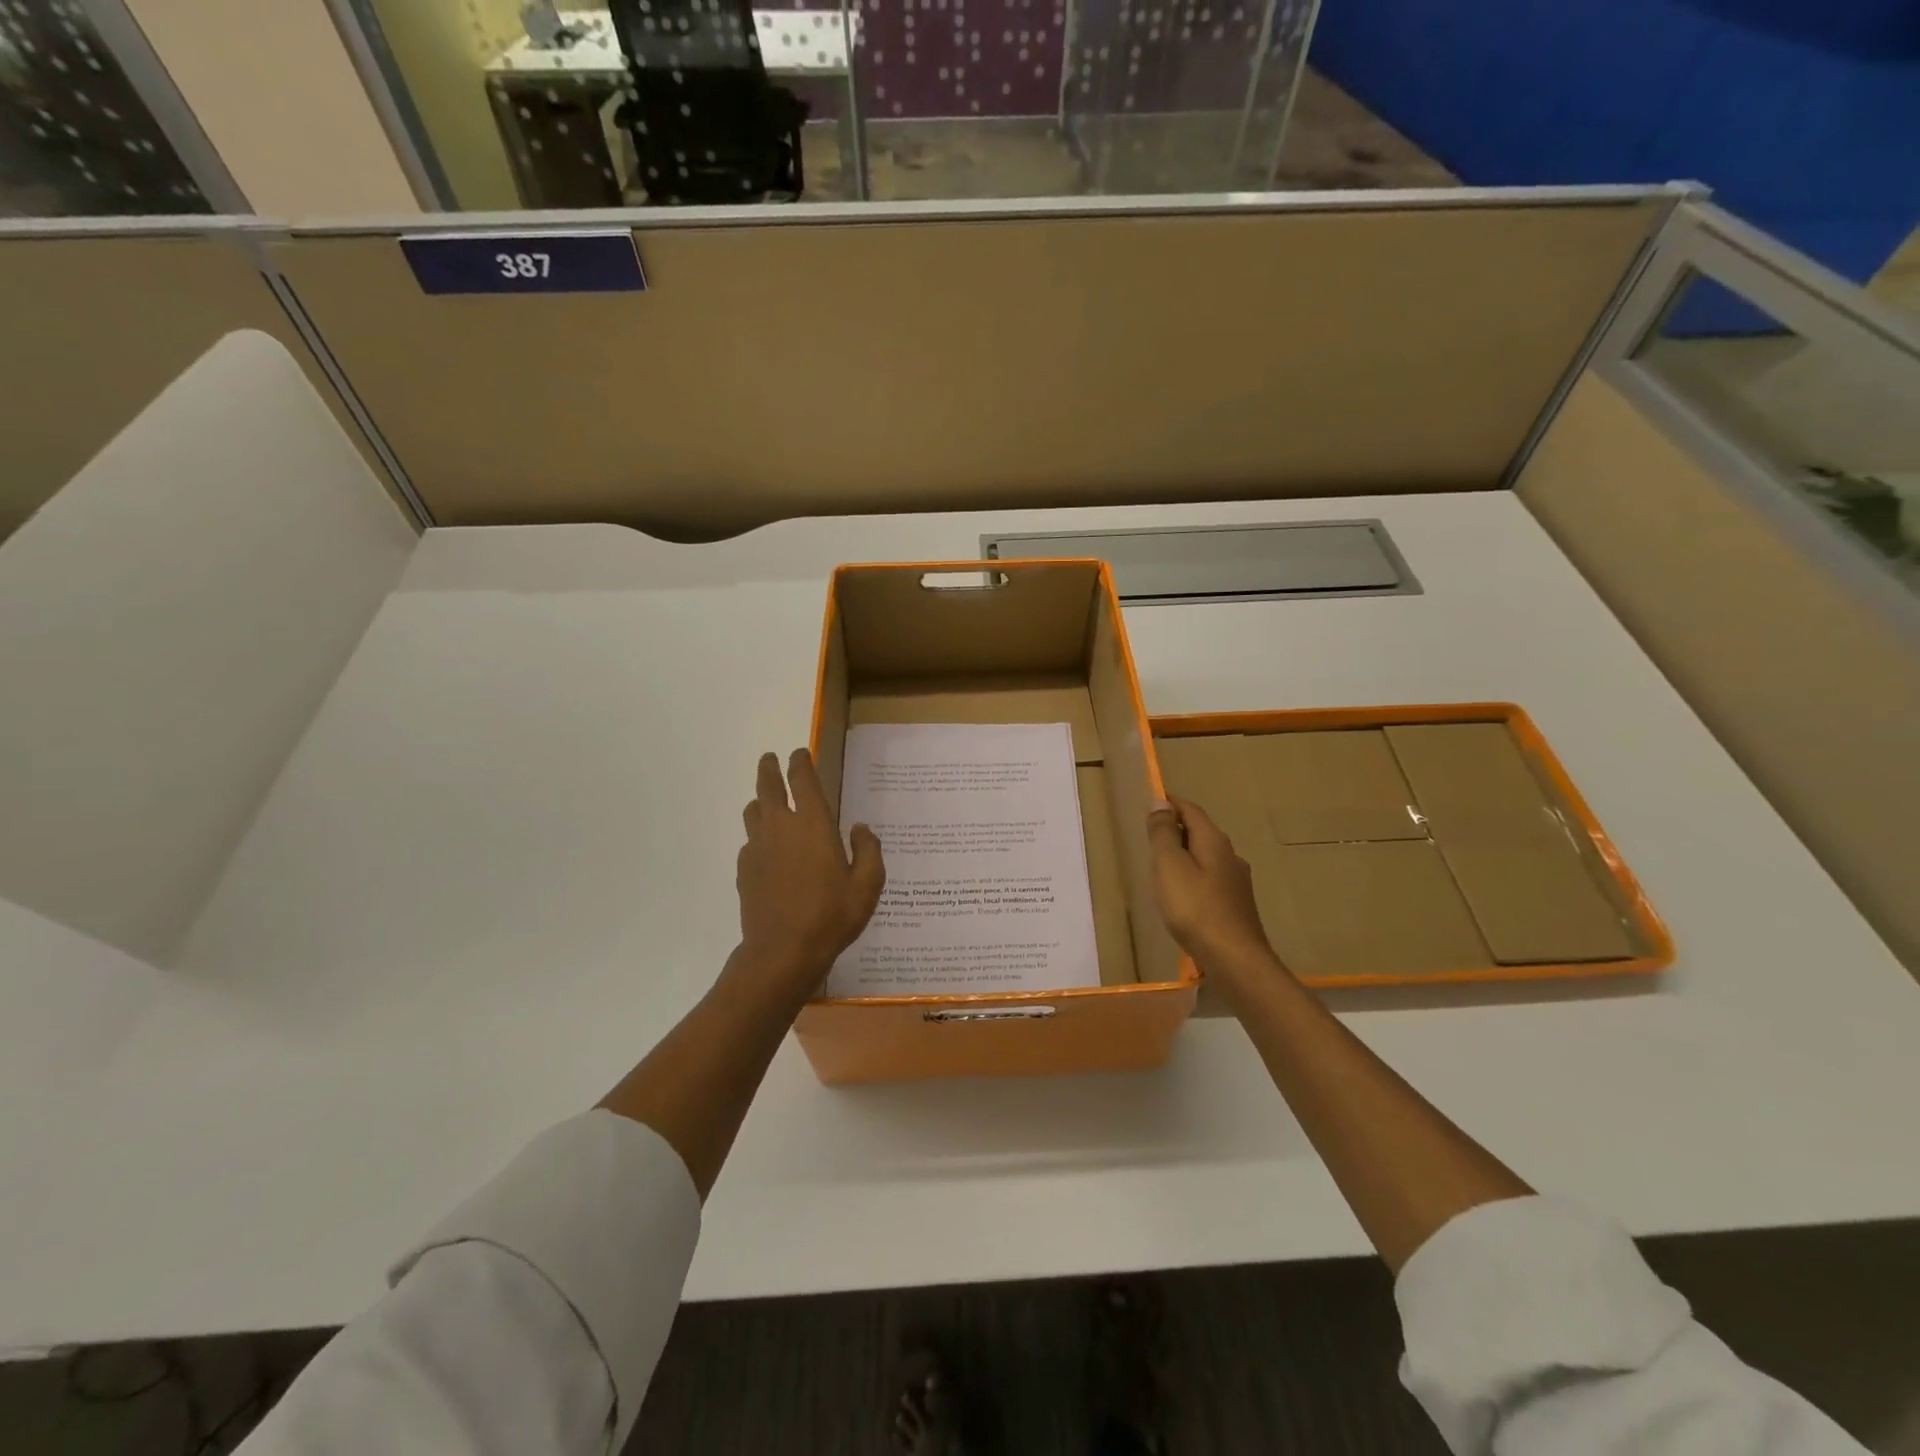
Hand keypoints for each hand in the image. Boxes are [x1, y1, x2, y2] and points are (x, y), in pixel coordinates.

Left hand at [735, 749, 885, 999]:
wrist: (782, 952)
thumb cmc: (831, 916)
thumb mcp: (868, 885)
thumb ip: (868, 851)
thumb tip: (860, 829)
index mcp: (813, 824)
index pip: (802, 779)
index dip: (800, 761)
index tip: (799, 753)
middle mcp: (781, 827)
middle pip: (768, 785)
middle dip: (770, 768)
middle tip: (771, 760)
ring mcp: (757, 848)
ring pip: (754, 811)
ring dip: (761, 801)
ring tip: (768, 803)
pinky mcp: (744, 870)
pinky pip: (749, 842)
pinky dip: (758, 837)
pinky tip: (767, 851)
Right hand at [1146, 797, 1285, 1002]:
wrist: (1234, 959)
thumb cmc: (1195, 908)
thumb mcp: (1169, 865)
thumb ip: (1163, 833)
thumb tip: (1160, 802)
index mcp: (1214, 841)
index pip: (1191, 810)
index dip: (1171, 803)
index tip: (1150, 804)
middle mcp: (1230, 856)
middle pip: (1201, 832)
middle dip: (1177, 829)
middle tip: (1150, 836)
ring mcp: (1237, 882)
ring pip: (1207, 857)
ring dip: (1185, 855)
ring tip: (1161, 866)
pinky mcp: (1236, 906)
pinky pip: (1210, 879)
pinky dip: (1193, 877)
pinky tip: (1182, 895)